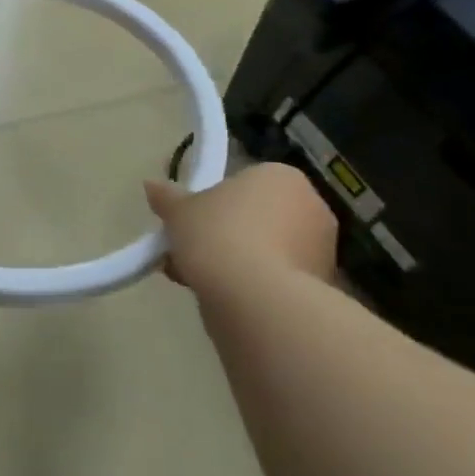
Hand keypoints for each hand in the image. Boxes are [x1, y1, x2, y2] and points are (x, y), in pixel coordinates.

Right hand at [143, 162, 337, 290]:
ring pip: (266, 249)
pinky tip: (219, 297)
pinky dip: (252, 285)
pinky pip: (276, 278)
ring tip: (195, 278)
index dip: (214, 202)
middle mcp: (312, 206)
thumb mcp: (179, 211)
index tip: (192, 221)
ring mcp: (322, 249)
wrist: (256, 298)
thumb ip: (167, 197)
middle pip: (257, 216)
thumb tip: (152, 185)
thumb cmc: (218, 235)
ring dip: (236, 260)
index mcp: (281, 177)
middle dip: (225, 233)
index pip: (245, 183)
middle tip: (190, 250)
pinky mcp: (322, 287)